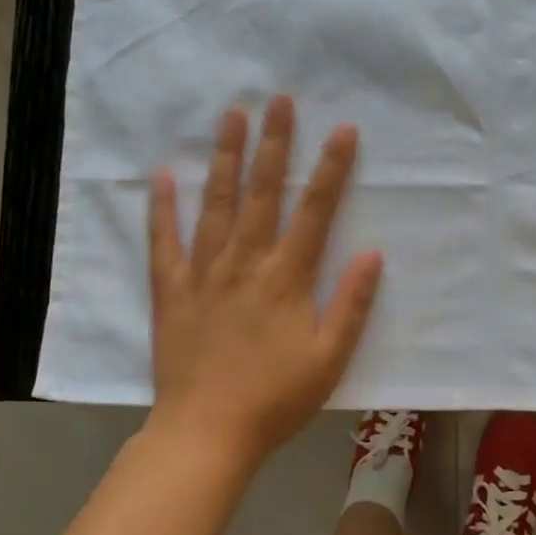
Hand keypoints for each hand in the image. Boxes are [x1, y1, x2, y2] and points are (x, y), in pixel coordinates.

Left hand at [147, 97, 383, 469]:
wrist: (206, 434)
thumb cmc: (276, 398)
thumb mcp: (329, 358)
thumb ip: (351, 304)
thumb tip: (372, 253)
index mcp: (286, 277)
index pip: (315, 210)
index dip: (330, 168)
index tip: (341, 129)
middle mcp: (245, 263)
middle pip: (261, 192)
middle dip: (273, 143)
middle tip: (277, 99)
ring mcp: (203, 273)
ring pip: (215, 204)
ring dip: (224, 157)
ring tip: (230, 116)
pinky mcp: (170, 290)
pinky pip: (164, 242)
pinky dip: (163, 208)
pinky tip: (163, 176)